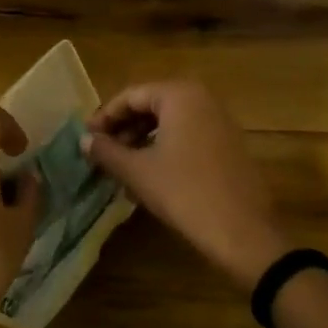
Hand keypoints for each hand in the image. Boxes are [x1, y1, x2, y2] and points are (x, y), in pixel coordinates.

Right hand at [82, 80, 289, 291]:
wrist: (242, 232)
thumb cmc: (184, 192)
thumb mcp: (138, 172)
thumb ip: (107, 151)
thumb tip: (84, 140)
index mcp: (180, 95)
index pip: (131, 95)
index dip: (105, 116)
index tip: (86, 138)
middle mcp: (202, 98)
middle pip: (152, 105)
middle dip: (124, 128)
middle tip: (102, 152)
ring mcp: (220, 121)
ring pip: (170, 122)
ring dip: (143, 139)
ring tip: (121, 165)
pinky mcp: (229, 144)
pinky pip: (188, 135)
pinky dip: (165, 147)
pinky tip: (150, 174)